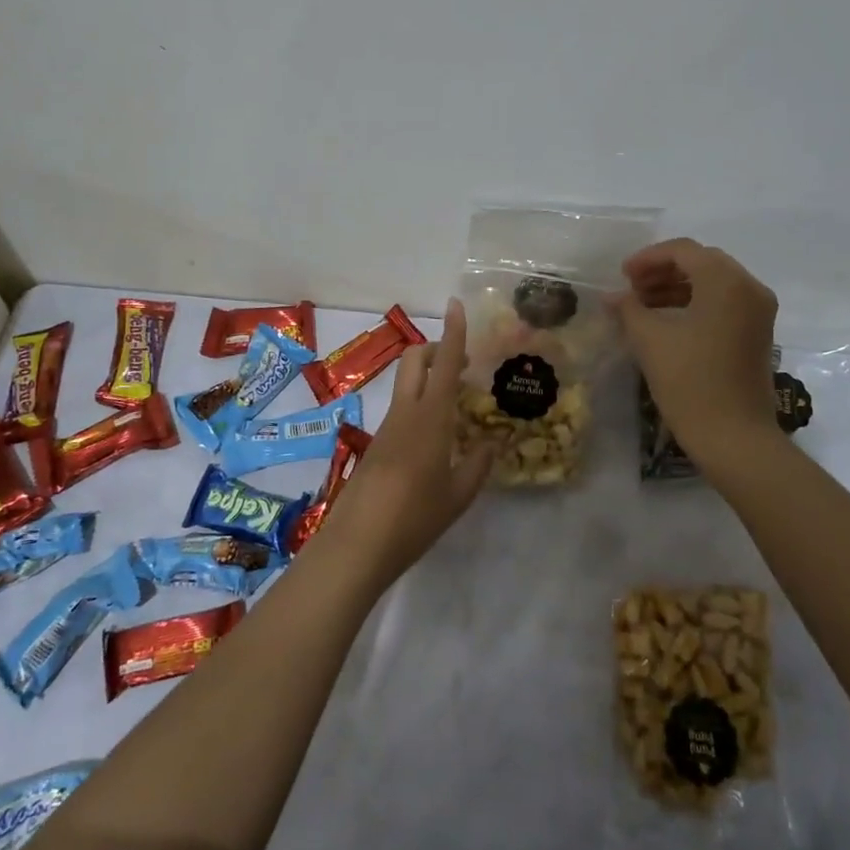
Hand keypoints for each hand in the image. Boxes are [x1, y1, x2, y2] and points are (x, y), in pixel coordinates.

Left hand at [326, 298, 492, 584]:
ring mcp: (386, 428)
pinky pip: (401, 410)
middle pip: (415, 361)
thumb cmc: (415, 517)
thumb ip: (477, 464)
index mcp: (430, 418)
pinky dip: (420, 406)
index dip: (453, 332)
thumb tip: (492, 443)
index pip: (445, 363)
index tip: (456, 305)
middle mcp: (405, 413)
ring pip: (407, 385)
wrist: (357, 544)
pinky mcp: (377, 445)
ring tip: (457, 407)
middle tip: (462, 364)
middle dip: (436, 349)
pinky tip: (436, 440)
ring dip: (429, 379)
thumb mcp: (458, 495)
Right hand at [609, 239, 780, 450]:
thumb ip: (629, 309)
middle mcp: (749, 288)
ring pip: (713, 284)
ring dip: (676, 288)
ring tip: (642, 306)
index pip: (684, 251)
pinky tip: (666, 323)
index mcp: (726, 282)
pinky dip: (694, 304)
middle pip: (701, 263)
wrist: (735, 438)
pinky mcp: (757, 334)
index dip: (648, 258)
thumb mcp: (650, 341)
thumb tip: (613, 297)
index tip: (621, 276)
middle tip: (631, 288)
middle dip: (663, 271)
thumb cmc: (690, 383)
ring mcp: (758, 313)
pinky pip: (723, 304)